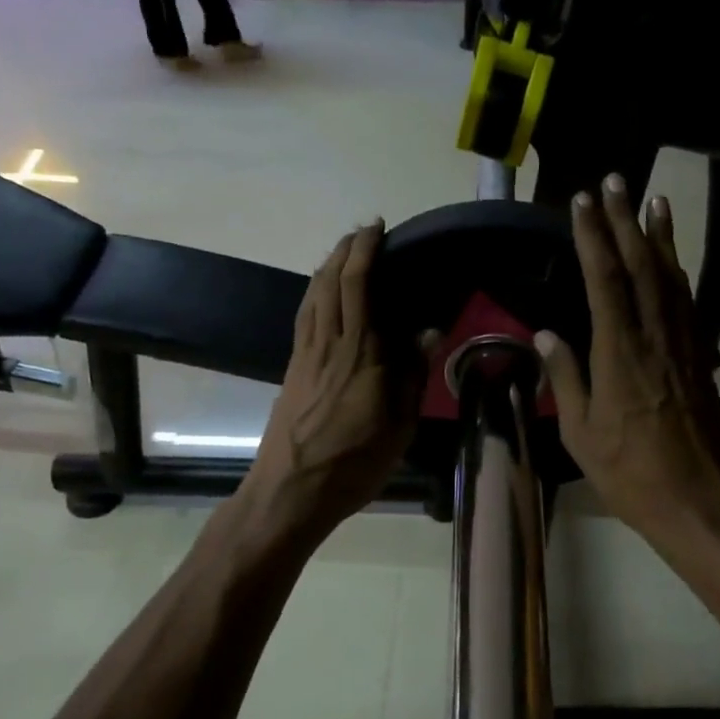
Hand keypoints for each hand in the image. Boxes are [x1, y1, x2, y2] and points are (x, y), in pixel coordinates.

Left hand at [244, 222, 423, 542]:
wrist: (291, 489)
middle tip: (362, 234)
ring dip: (326, 267)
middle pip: (330, 281)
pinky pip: (303, 317)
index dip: (365, 251)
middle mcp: (329, 343)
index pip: (358, 285)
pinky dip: (313, 294)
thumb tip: (428, 331)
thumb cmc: (354, 462)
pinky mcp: (292, 369)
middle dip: (344, 250)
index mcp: (361, 353)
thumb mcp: (399, 425)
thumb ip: (413, 374)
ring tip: (342, 255)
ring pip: (312, 296)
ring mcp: (305, 355)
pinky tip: (320, 297)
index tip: (377, 229)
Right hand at [536, 177, 719, 551]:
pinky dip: (679, 273)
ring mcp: (683, 346)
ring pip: (671, 278)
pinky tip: (673, 261)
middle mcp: (654, 337)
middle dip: (626, 220)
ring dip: (660, 237)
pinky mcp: (699, 359)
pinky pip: (687, 304)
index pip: (604, 279)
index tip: (582, 202)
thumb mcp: (581, 432)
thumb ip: (566, 377)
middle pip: (641, 265)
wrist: (697, 500)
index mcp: (619, 354)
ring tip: (653, 200)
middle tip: (616, 181)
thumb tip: (547, 334)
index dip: (593, 236)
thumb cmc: (629, 473)